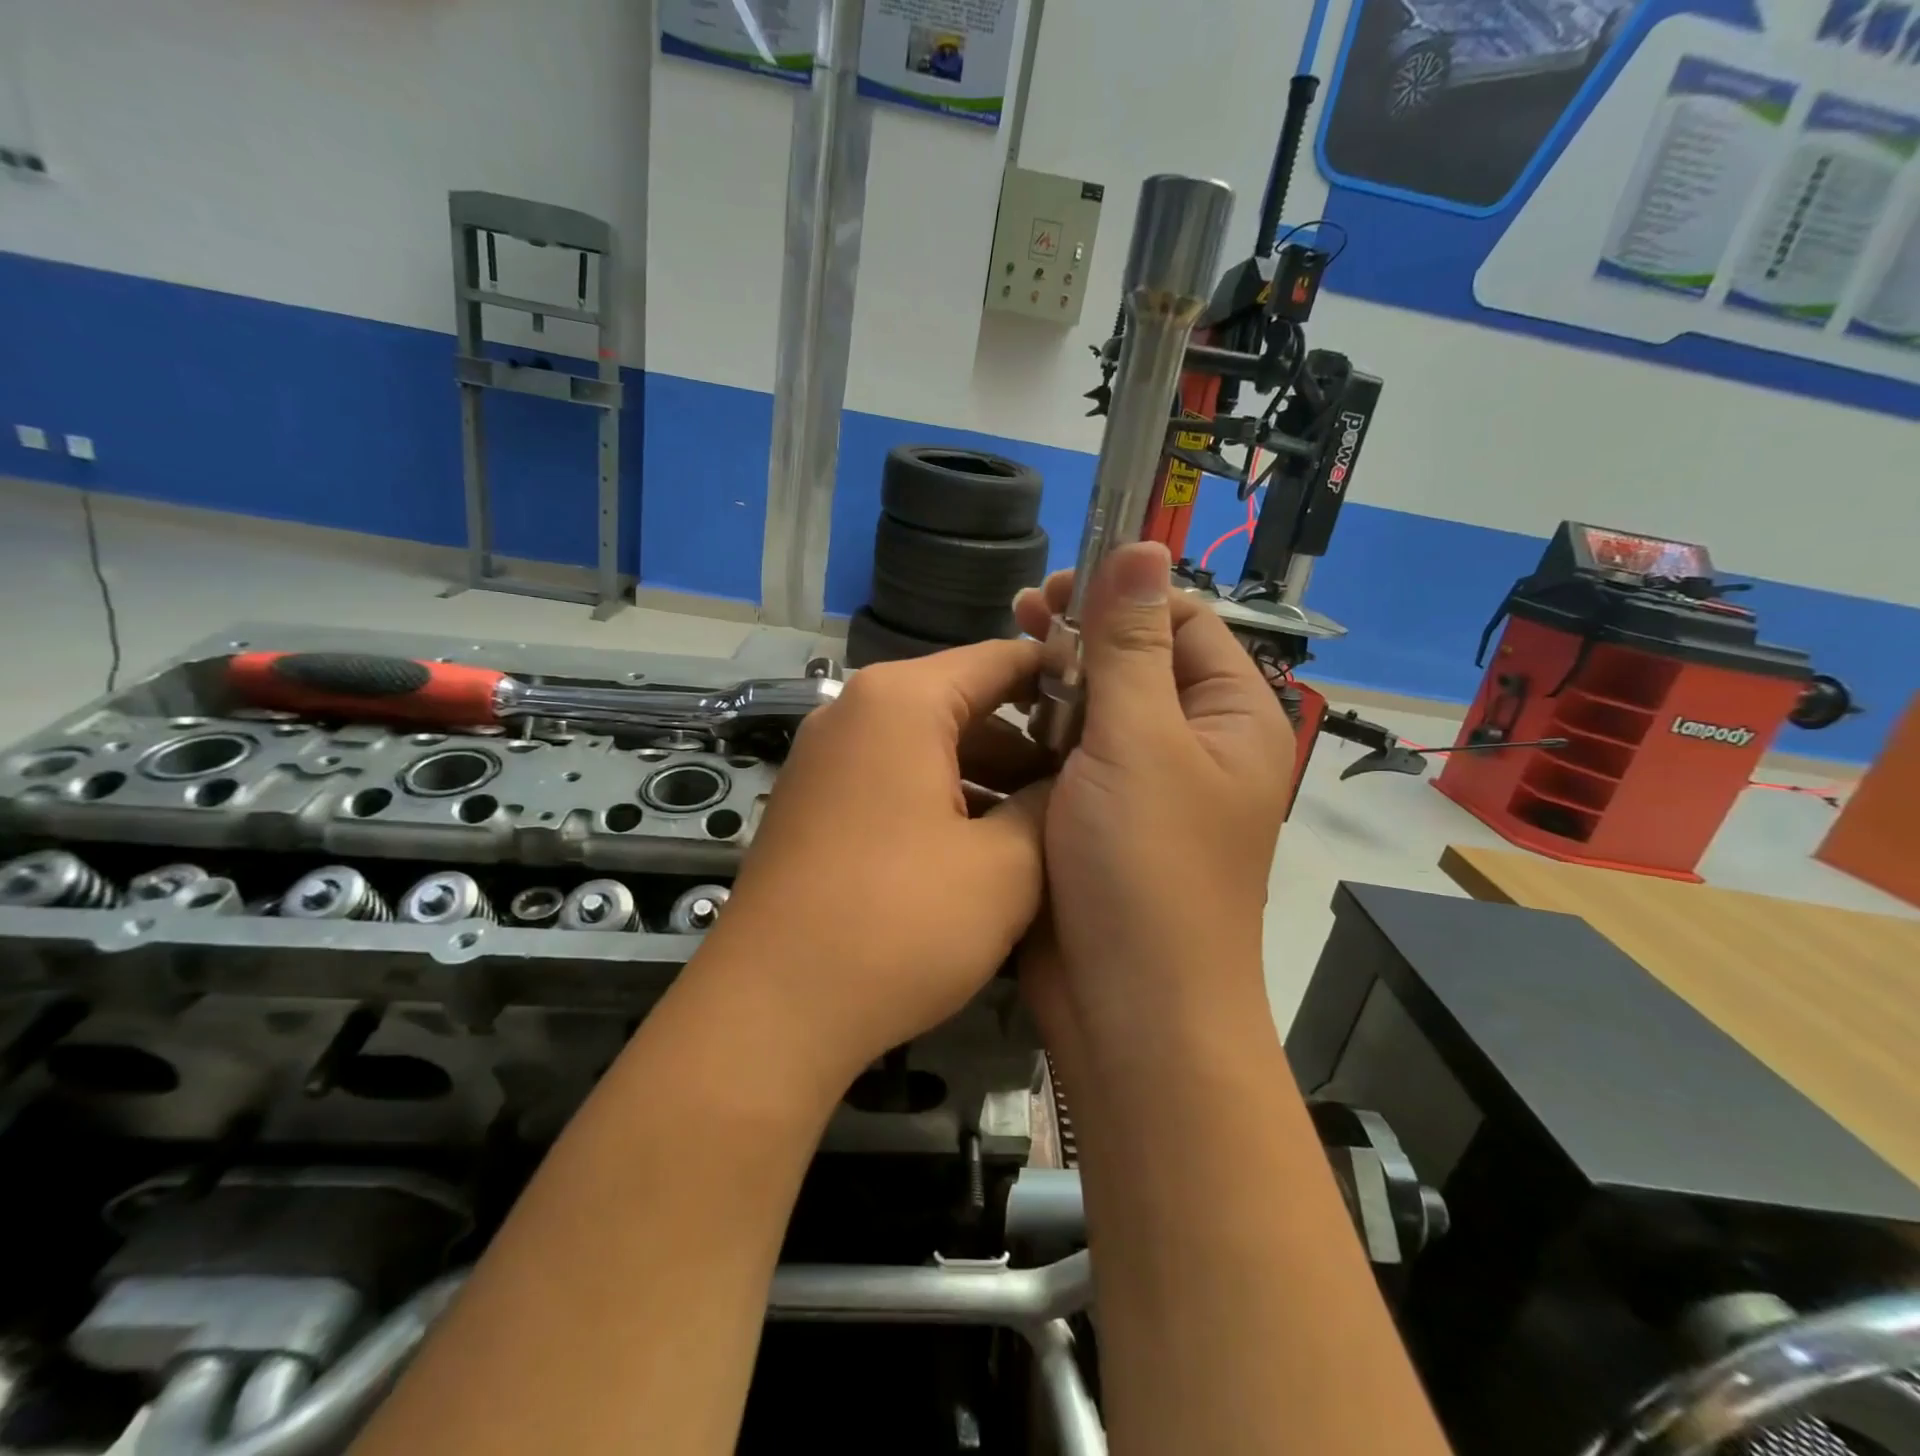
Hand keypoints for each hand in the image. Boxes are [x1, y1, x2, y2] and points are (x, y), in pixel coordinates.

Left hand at [695, 640, 1050, 1084]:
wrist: (770, 1011)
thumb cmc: (898, 924)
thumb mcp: (1005, 867)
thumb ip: (1050, 806)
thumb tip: (1072, 779)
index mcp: (901, 701)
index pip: (1000, 659)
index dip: (1063, 680)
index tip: (1111, 714)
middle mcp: (854, 713)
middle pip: (962, 703)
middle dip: (1027, 742)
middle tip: (1087, 785)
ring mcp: (825, 759)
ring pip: (928, 747)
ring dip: (986, 779)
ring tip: (1043, 826)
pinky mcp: (813, 804)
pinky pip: (894, 781)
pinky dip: (942, 801)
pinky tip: (981, 851)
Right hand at [1013, 543, 1292, 1045]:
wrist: (1131, 1012)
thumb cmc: (1147, 869)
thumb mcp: (1139, 742)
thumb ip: (1132, 643)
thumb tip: (1145, 542)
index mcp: (1231, 717)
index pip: (1182, 620)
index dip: (1121, 595)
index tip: (1053, 593)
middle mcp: (1194, 745)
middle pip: (1136, 662)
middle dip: (1078, 638)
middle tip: (1017, 619)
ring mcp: (1143, 787)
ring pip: (1095, 711)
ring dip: (1051, 687)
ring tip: (996, 670)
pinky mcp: (1098, 821)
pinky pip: (1069, 759)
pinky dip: (1037, 738)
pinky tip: (993, 727)